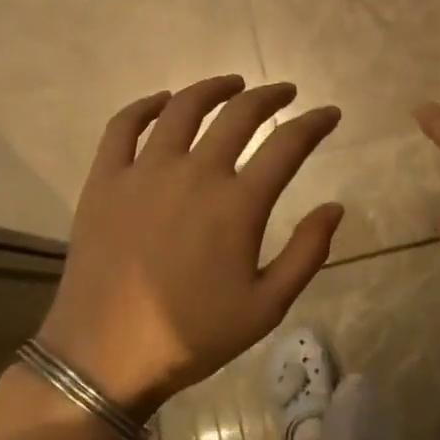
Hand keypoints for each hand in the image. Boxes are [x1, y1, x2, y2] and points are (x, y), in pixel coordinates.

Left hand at [37, 76, 344, 416]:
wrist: (106, 356)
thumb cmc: (194, 335)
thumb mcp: (267, 307)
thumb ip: (307, 253)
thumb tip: (335, 207)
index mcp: (239, 204)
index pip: (288, 144)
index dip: (315, 123)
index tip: (329, 113)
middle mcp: (195, 173)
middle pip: (239, 114)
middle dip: (270, 96)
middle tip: (285, 91)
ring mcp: (144, 172)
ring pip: (183, 108)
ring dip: (213, 88)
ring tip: (232, 84)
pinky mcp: (104, 180)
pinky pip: (123, 127)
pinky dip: (145, 106)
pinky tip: (162, 101)